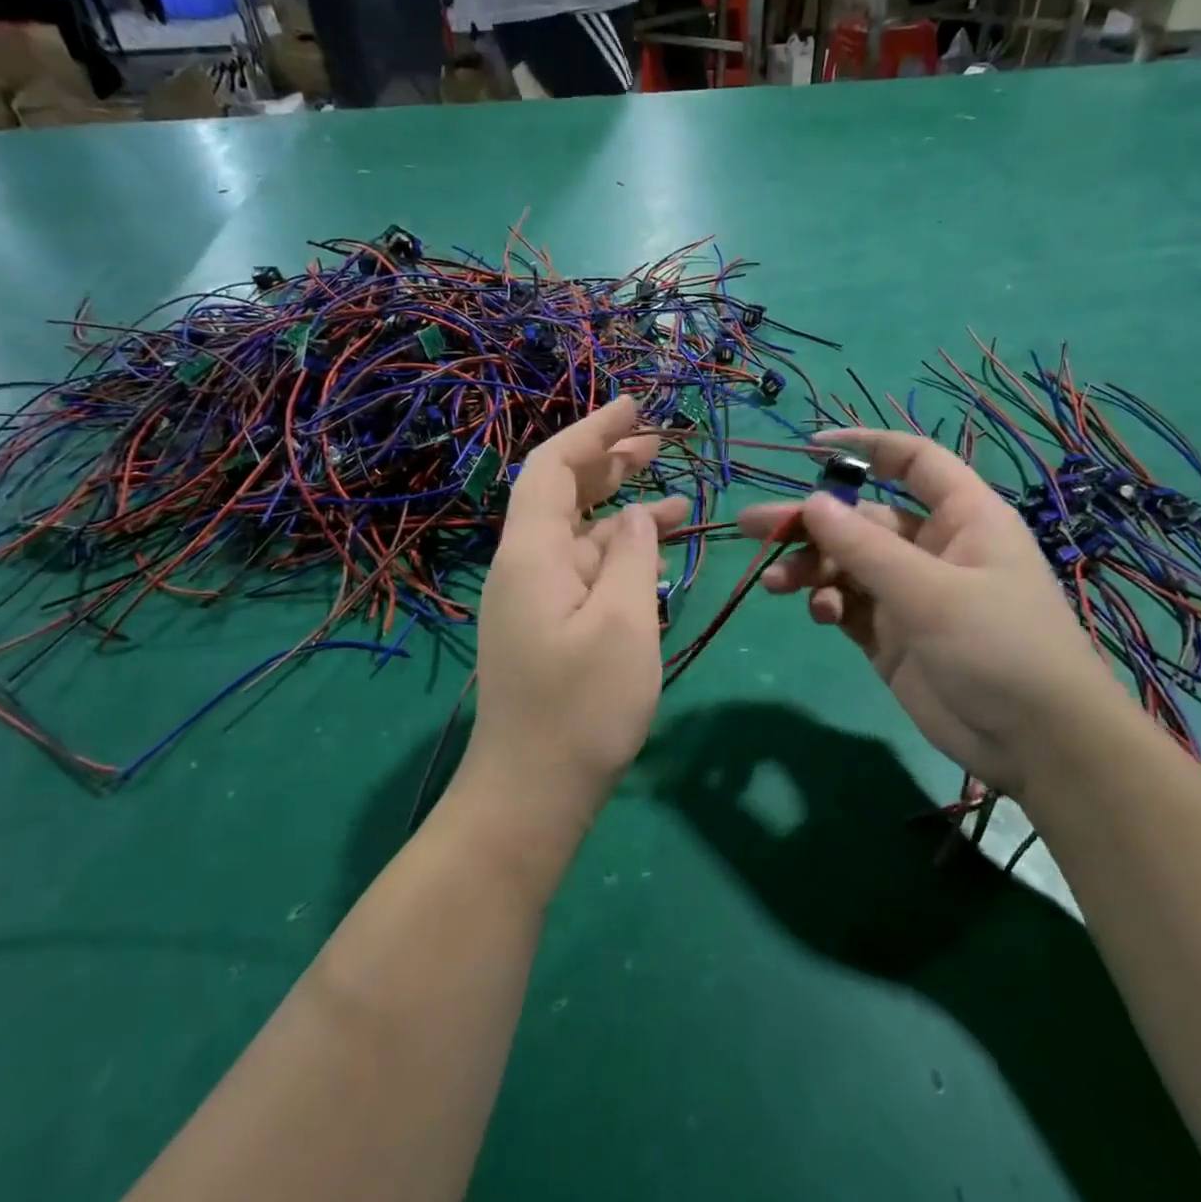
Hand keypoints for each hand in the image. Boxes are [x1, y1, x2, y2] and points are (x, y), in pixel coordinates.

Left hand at [468, 397, 687, 830]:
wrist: (531, 794)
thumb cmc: (580, 708)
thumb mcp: (622, 622)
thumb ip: (630, 555)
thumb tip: (635, 516)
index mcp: (530, 553)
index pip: (552, 467)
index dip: (592, 431)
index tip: (634, 407)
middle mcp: (524, 565)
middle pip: (562, 493)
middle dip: (609, 461)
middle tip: (658, 441)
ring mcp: (534, 598)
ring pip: (578, 533)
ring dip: (622, 509)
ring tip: (676, 494)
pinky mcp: (547, 626)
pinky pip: (584, 571)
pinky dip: (618, 553)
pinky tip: (654, 553)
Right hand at [737, 430, 1126, 798]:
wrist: (1037, 745)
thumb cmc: (1000, 647)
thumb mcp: (930, 591)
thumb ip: (865, 547)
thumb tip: (811, 502)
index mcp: (961, 518)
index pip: (912, 461)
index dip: (865, 446)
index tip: (809, 449)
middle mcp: (933, 548)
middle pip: (861, 520)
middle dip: (810, 524)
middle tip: (754, 526)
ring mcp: (910, 593)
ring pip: (847, 564)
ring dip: (810, 568)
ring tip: (775, 583)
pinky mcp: (892, 635)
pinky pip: (849, 604)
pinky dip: (829, 604)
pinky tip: (821, 615)